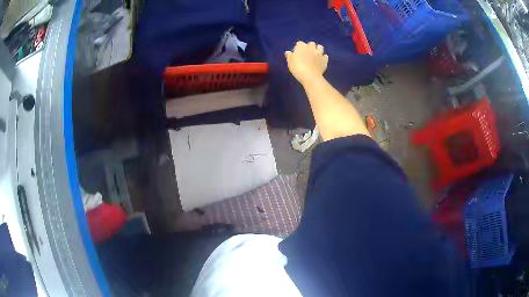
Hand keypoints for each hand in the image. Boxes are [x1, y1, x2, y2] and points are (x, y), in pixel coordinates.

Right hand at [285, 41, 328, 84]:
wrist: (310, 76)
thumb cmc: (297, 68)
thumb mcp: (290, 62)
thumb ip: (289, 56)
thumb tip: (288, 52)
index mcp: (301, 46)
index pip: (299, 43)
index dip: (298, 48)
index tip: (296, 53)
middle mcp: (311, 47)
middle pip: (311, 43)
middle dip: (309, 47)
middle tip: (307, 53)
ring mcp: (319, 53)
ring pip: (320, 47)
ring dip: (318, 49)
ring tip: (315, 54)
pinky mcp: (325, 60)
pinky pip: (325, 56)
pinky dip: (323, 57)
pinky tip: (321, 60)